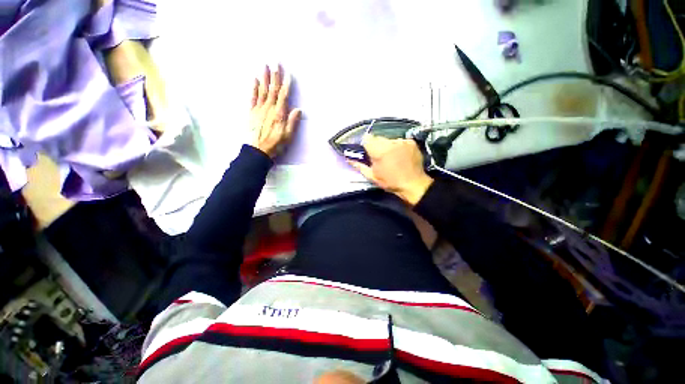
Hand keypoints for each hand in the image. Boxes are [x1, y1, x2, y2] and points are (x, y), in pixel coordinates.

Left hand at [250, 65, 301, 157]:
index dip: (286, 85)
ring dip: (264, 77)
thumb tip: (298, 109)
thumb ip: (292, 122)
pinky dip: (253, 88)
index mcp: (279, 114)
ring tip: (265, 66)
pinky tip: (254, 80)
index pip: (283, 96)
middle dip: (275, 76)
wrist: (258, 150)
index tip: (288, 74)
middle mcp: (269, 108)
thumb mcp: (288, 136)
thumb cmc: (275, 144)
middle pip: (272, 89)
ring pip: (262, 90)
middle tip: (276, 62)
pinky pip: (252, 97)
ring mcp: (259, 109)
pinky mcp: (252, 112)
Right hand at [348, 135, 433, 205]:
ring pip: (389, 139)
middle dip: (377, 145)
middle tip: (380, 157)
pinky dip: (398, 146)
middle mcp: (390, 142)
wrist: (413, 185)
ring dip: (388, 146)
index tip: (368, 152)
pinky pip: (399, 141)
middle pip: (378, 138)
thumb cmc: (390, 182)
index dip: (366, 145)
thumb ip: (359, 165)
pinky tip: (401, 155)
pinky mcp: (411, 142)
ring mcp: (402, 141)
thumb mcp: (372, 176)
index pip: (367, 138)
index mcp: (379, 151)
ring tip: (392, 157)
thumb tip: (348, 158)